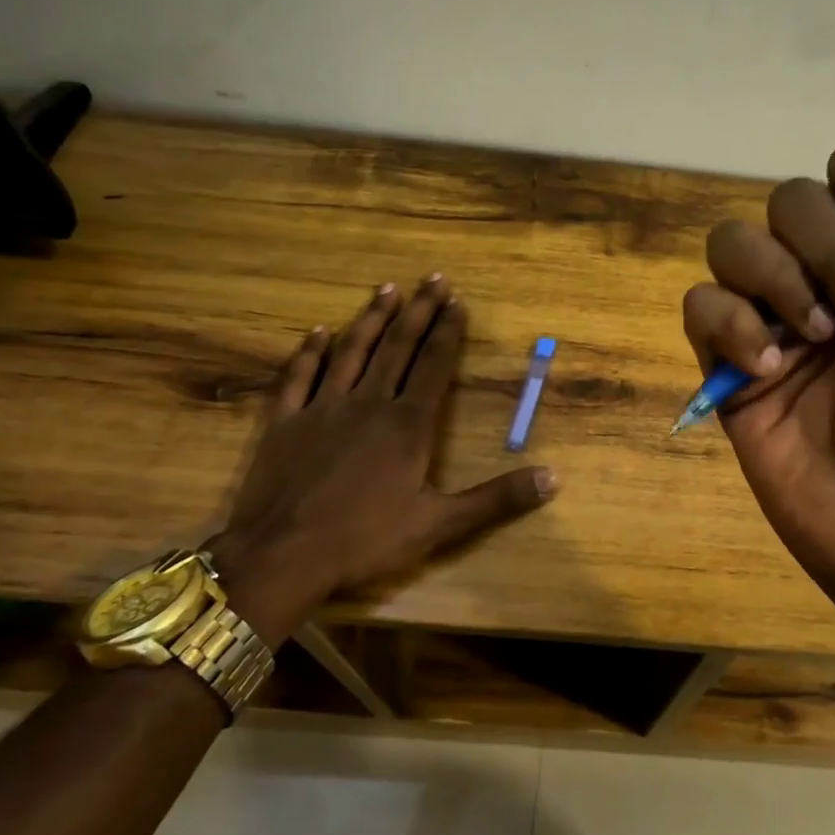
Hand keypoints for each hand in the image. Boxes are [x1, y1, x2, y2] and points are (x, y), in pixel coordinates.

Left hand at [211, 276, 556, 646]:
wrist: (282, 556)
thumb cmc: (365, 540)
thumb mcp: (440, 525)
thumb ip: (496, 499)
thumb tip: (553, 478)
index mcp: (407, 425)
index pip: (434, 365)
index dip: (448, 332)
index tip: (458, 302)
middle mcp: (368, 403)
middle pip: (397, 347)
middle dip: (418, 311)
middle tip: (432, 279)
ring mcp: (322, 409)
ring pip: (351, 352)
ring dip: (371, 319)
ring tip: (386, 289)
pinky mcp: (284, 422)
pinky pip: (298, 377)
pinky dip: (309, 352)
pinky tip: (318, 332)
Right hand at [682, 124, 834, 601]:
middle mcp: (822, 272)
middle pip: (790, 199)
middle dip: (830, 250)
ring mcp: (770, 316)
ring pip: (733, 242)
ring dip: (779, 281)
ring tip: (817, 342)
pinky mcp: (726, 361)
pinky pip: (699, 306)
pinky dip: (730, 325)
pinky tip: (768, 368)